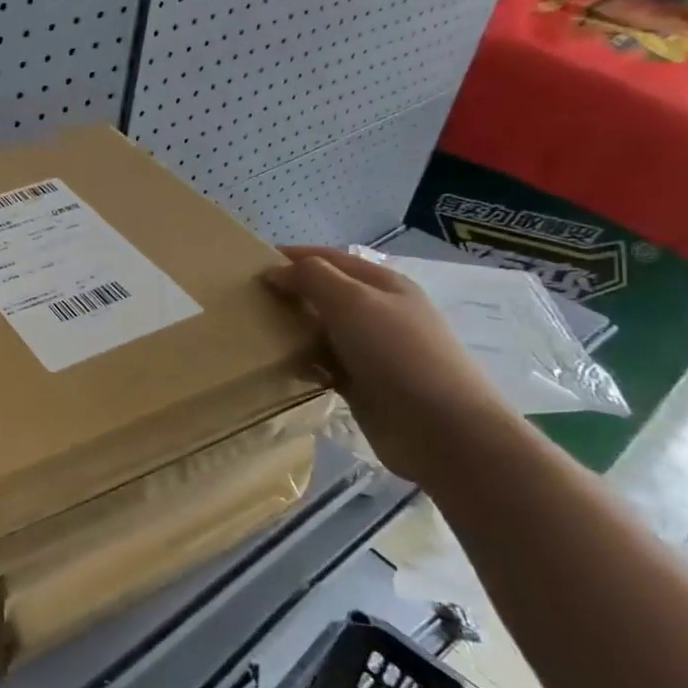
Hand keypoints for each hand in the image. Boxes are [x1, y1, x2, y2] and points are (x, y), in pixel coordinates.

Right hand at [266, 246, 517, 482]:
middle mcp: (378, 312)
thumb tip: (275, 271)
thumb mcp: (352, 302)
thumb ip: (311, 278)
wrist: (442, 430)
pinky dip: (301, 361)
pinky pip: (322, 363)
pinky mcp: (362, 384)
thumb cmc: (397, 354)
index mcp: (383, 284)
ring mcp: (370, 350)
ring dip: (291, 328)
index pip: (330, 258)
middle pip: (323, 293)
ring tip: (251, 330)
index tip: (249, 263)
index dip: (292, 256)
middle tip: (244, 299)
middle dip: (288, 292)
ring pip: (320, 329)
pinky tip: (277, 365)